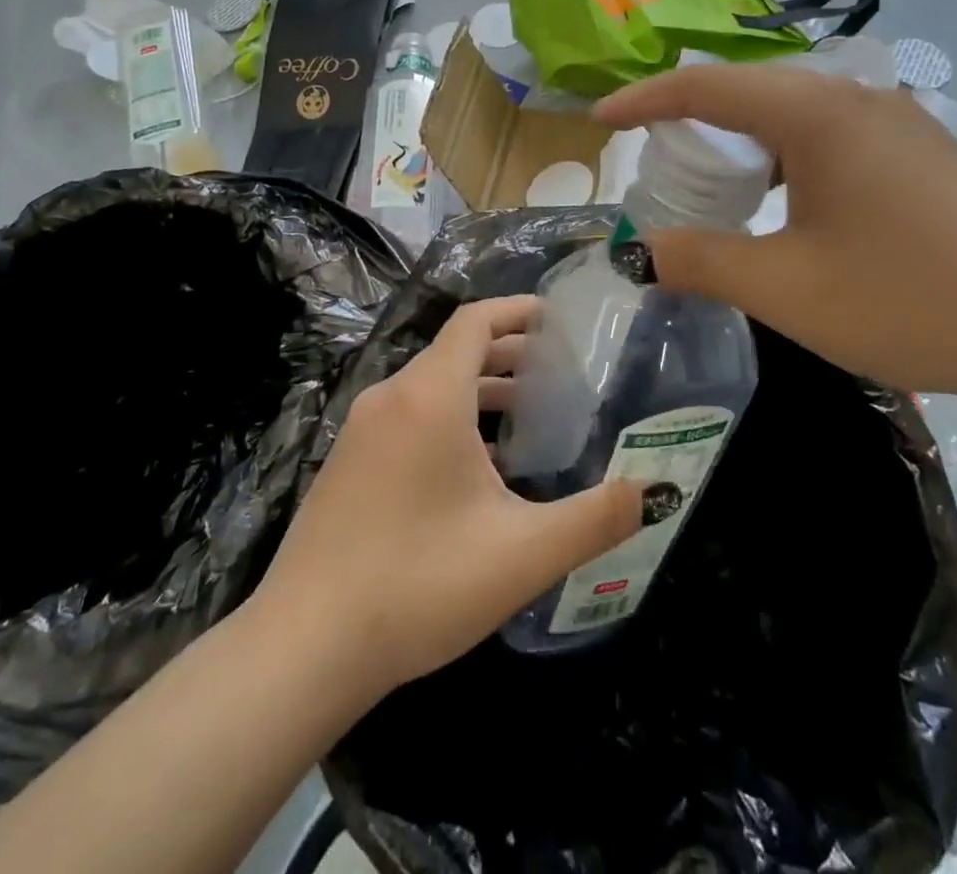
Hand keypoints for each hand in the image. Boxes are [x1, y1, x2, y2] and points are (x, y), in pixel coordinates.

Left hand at [252, 297, 643, 699]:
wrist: (303, 647)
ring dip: (480, 389)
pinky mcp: (346, 463)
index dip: (517, 310)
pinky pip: (408, 416)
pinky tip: (476, 468)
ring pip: (431, 386)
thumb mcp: (522, 554)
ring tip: (528, 415)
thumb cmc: (419, 585)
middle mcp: (391, 398)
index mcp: (429, 396)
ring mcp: (361, 431)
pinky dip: (449, 416)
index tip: (558, 318)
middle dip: (508, 352)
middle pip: (455, 350)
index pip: (475, 321)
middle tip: (558, 372)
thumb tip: (653, 491)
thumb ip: (595, 518)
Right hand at [595, 64, 956, 406]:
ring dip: (738, 139)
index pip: (704, 84)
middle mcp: (852, 97)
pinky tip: (781, 202)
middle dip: (688, 119)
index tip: (599, 121)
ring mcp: (893, 120)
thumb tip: (634, 252)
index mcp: (814, 112)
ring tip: (709, 184)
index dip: (643, 100)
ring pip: (789, 110)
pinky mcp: (917, 149)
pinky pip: (825, 133)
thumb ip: (699, 262)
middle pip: (746, 88)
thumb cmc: (910, 296)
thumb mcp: (787, 288)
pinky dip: (780, 156)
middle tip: (652, 162)